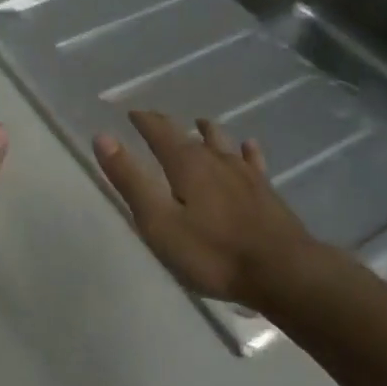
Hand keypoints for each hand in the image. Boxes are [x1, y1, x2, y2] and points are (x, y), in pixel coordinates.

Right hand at [93, 111, 313, 303]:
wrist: (283, 271)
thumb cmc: (212, 252)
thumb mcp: (159, 222)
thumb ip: (131, 180)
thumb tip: (103, 137)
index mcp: (186, 164)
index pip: (160, 131)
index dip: (144, 121)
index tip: (131, 113)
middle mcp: (216, 159)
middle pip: (190, 134)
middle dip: (170, 126)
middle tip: (157, 121)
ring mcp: (245, 174)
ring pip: (223, 143)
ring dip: (208, 132)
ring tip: (201, 124)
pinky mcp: (266, 192)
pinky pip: (253, 161)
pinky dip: (246, 151)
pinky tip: (248, 147)